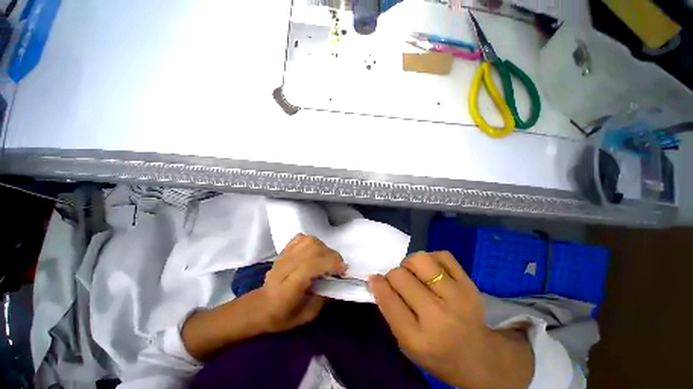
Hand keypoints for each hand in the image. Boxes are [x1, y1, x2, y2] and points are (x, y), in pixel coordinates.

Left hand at [258, 234, 346, 332]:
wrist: (261, 305)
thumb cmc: (283, 314)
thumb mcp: (307, 315)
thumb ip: (324, 297)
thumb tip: (337, 280)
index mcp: (290, 285)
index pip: (312, 265)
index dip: (330, 264)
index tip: (343, 270)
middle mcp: (287, 266)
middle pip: (313, 250)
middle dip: (331, 256)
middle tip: (338, 267)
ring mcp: (285, 255)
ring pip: (309, 241)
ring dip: (324, 248)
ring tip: (328, 259)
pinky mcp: (285, 250)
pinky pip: (302, 238)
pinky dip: (313, 242)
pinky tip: (316, 251)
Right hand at [369, 252, 534, 388]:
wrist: (478, 356)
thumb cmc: (436, 353)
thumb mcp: (406, 343)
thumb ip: (390, 310)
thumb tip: (377, 279)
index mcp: (418, 338)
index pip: (388, 299)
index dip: (378, 284)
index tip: (375, 278)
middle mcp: (438, 316)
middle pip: (400, 275)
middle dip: (393, 275)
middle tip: (399, 281)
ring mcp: (458, 297)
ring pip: (420, 259)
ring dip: (410, 263)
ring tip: (415, 273)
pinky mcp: (470, 284)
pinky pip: (442, 255)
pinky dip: (432, 259)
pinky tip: (432, 271)